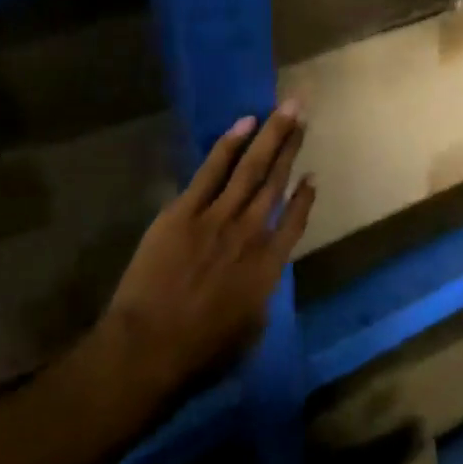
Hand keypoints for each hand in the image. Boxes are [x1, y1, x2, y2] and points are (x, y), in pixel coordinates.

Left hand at [100, 103, 314, 401]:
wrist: (149, 349)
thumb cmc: (200, 354)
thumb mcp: (249, 333)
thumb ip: (260, 299)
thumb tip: (260, 280)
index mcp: (269, 266)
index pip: (294, 222)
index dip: (305, 197)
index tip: (313, 175)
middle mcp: (250, 233)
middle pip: (276, 182)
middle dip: (291, 146)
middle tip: (303, 114)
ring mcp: (217, 218)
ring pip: (251, 168)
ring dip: (270, 136)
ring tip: (286, 109)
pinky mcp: (184, 212)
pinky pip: (212, 171)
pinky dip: (229, 145)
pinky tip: (244, 124)